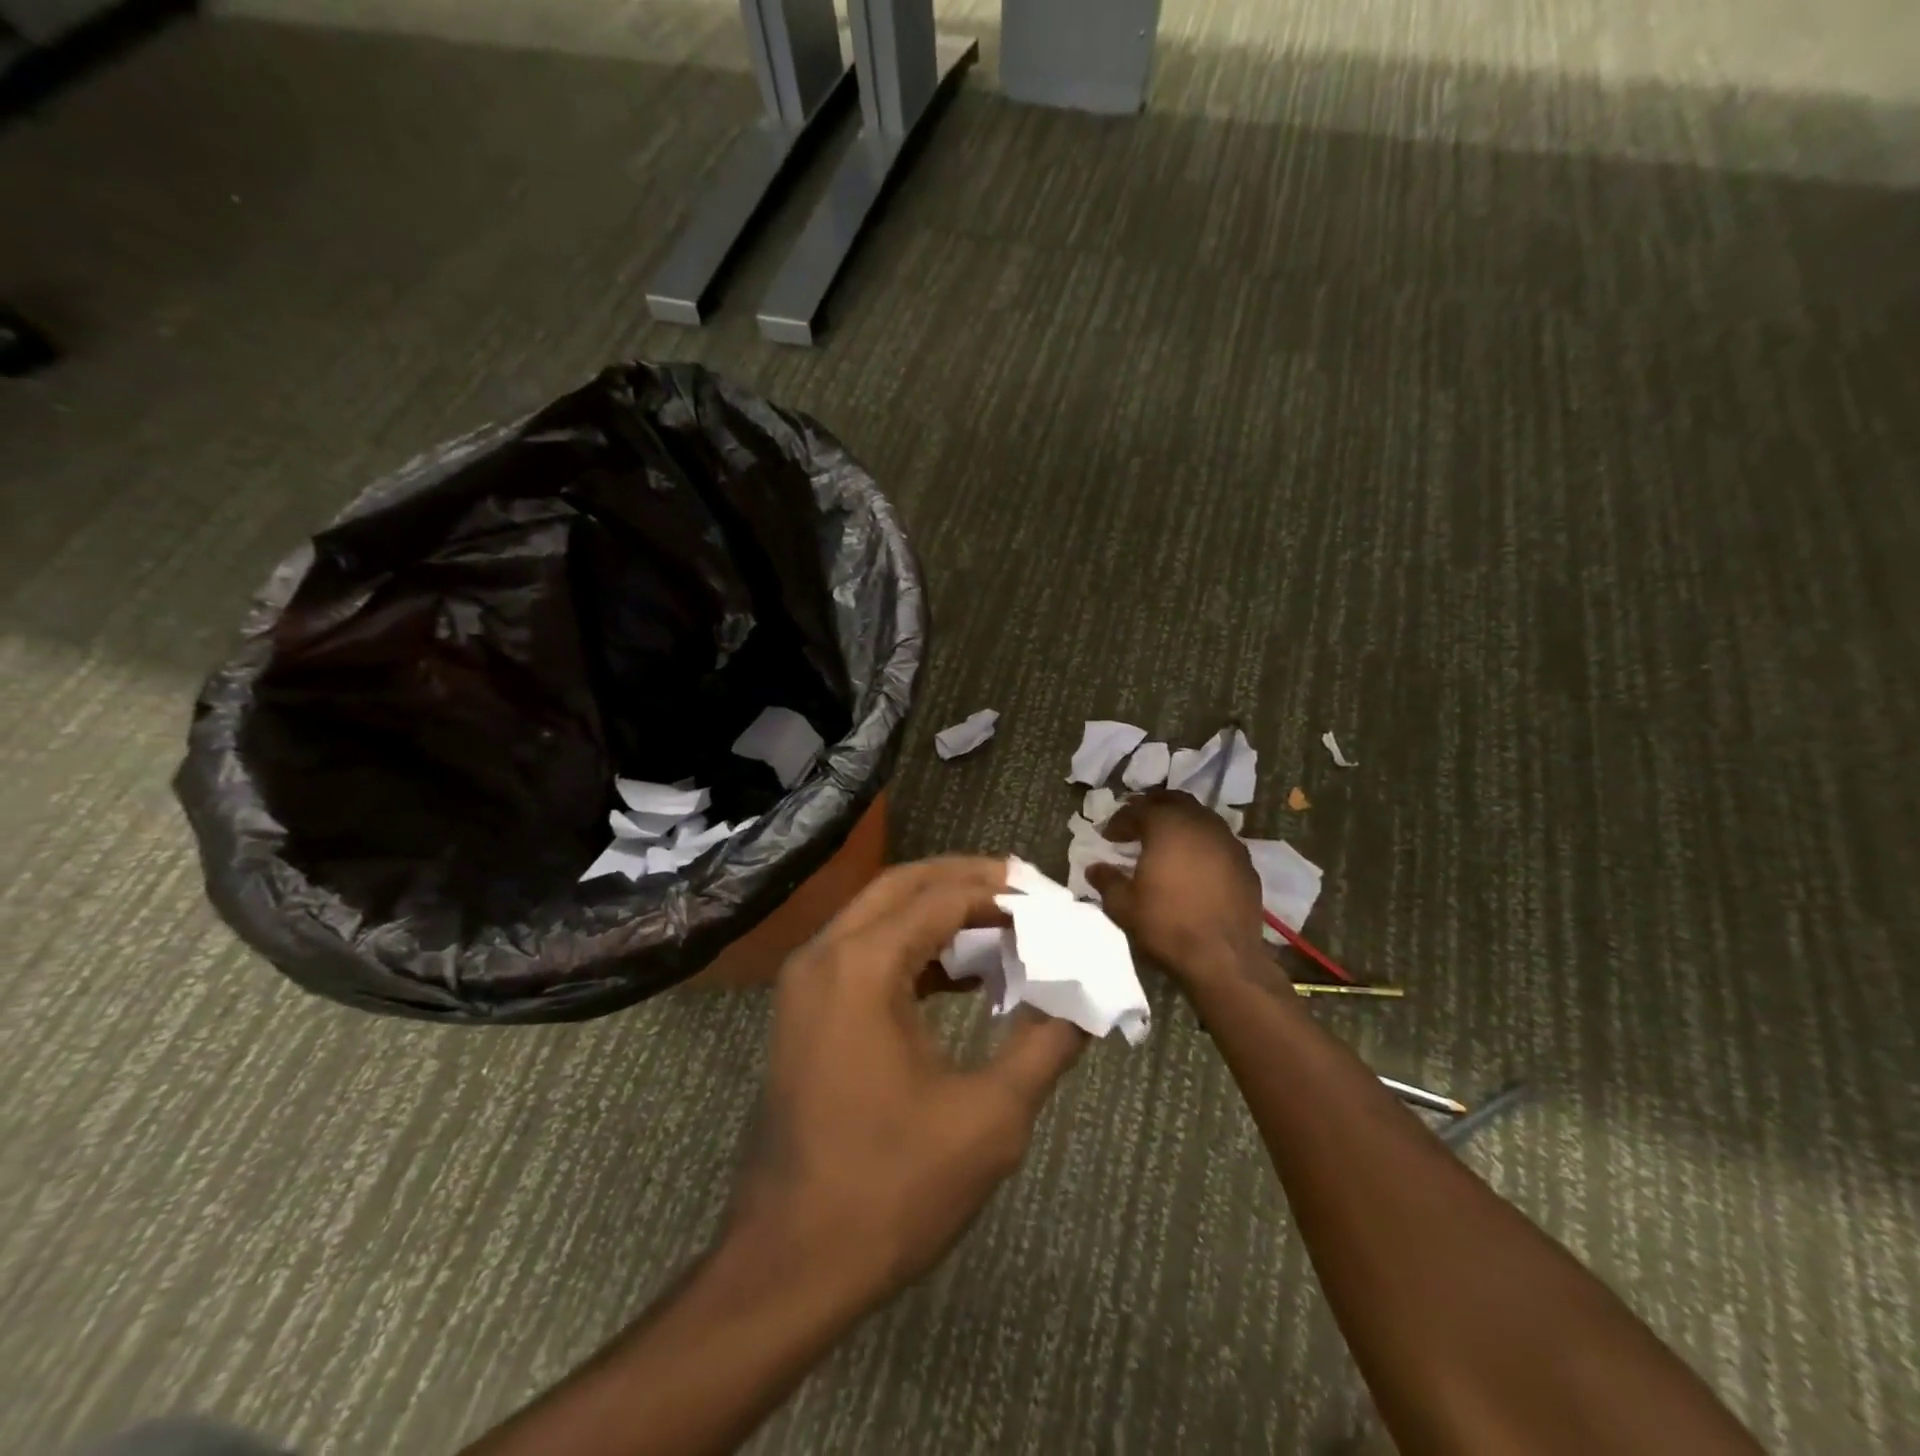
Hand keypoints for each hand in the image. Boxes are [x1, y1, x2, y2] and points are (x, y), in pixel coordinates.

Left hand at [728, 857, 1085, 1297]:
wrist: (789, 1264)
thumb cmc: (890, 1189)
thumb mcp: (989, 1118)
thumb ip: (1046, 1045)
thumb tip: (1089, 1002)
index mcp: (862, 965)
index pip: (942, 896)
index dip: (1003, 894)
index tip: (1052, 904)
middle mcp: (824, 954)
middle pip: (904, 886)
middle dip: (966, 881)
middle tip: (1026, 894)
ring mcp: (806, 981)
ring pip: (880, 914)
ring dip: (939, 912)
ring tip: (1003, 929)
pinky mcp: (804, 1010)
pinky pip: (865, 952)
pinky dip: (913, 948)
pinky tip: (960, 976)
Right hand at [1086, 789, 1268, 990]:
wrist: (1224, 958)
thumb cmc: (1167, 925)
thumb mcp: (1124, 906)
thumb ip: (1107, 881)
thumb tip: (1095, 868)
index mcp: (1167, 826)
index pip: (1137, 810)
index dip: (1119, 821)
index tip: (1108, 836)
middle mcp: (1200, 824)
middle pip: (1174, 801)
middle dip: (1152, 807)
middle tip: (1137, 823)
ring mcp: (1228, 842)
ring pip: (1200, 817)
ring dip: (1180, 823)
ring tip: (1165, 842)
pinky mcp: (1246, 864)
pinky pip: (1219, 841)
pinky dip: (1202, 844)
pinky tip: (1194, 864)